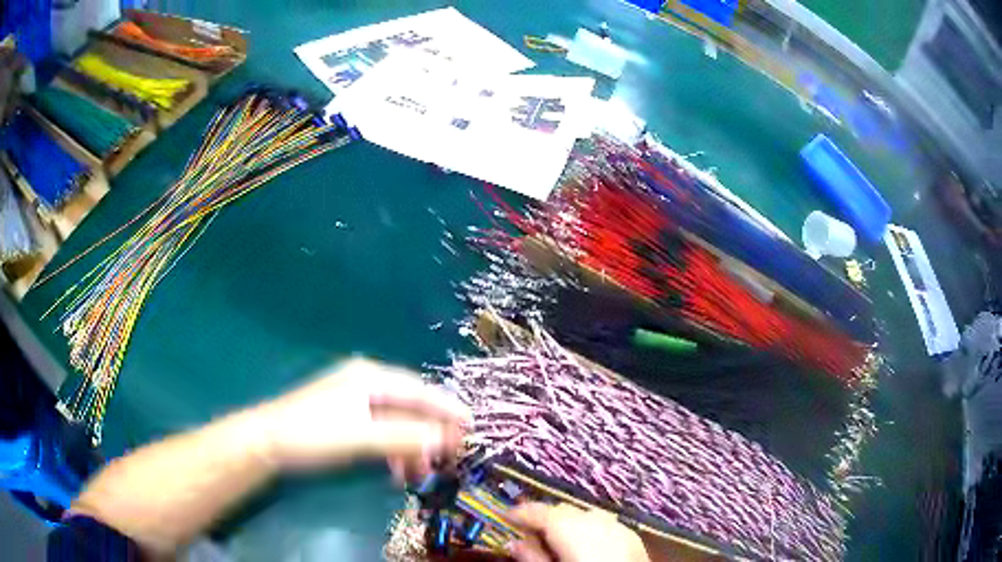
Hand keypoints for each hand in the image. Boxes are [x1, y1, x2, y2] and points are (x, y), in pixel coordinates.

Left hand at [258, 357, 469, 480]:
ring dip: (412, 446)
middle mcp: (366, 384)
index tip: (473, 425)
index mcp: (370, 377)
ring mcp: (356, 402)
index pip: (419, 390)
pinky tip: (397, 469)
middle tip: (451, 455)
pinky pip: (382, 433)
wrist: (268, 443)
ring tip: (423, 471)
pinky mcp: (349, 420)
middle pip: (410, 407)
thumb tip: (447, 439)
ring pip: (397, 423)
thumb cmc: (314, 433)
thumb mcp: (361, 436)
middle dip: (431, 432)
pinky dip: (394, 451)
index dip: (447, 408)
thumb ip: (405, 437)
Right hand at [507, 503, 649, 561]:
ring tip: (556, 541)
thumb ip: (531, 555)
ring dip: (568, 524)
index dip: (517, 512)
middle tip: (527, 532)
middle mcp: (594, 516)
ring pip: (584, 516)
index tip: (505, 517)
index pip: (536, 509)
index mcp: (569, 524)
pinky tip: (585, 546)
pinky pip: (604, 526)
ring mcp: (616, 524)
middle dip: (544, 519)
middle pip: (562, 510)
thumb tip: (513, 542)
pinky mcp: (632, 534)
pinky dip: (590, 531)